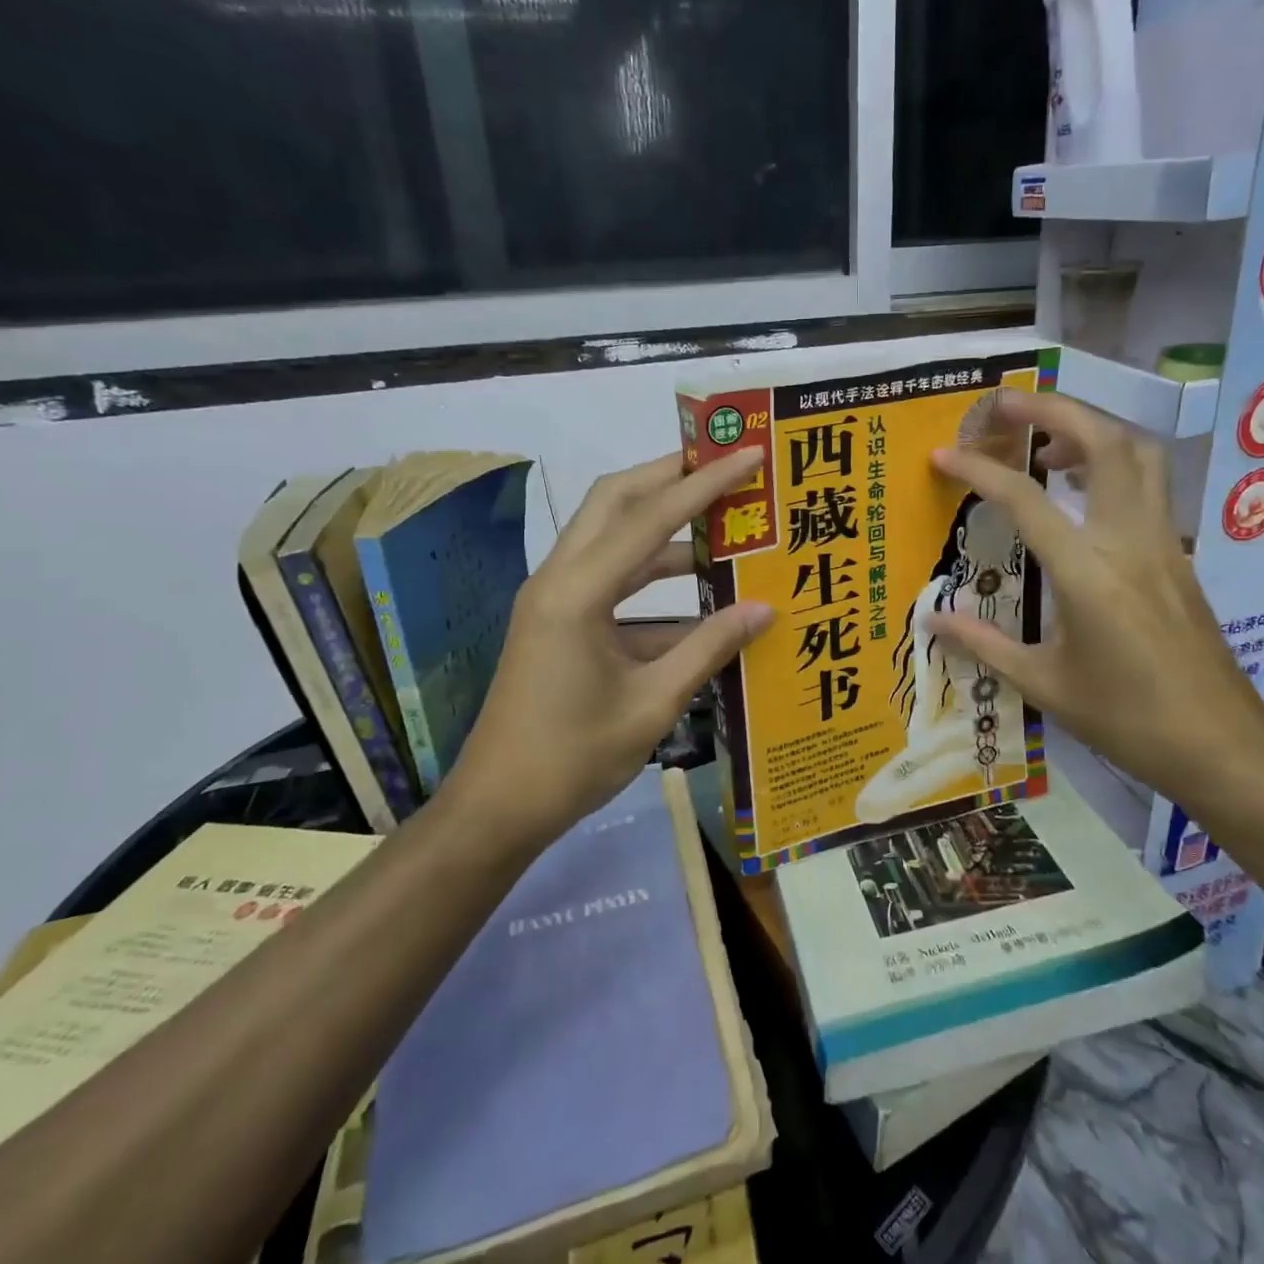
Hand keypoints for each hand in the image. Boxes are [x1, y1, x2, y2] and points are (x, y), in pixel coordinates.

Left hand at [448, 449, 773, 839]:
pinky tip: (700, 595)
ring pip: (611, 536)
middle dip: (670, 476)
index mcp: (577, 593)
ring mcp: (555, 599)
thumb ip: (710, 648)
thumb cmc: (573, 759)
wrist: (497, 808)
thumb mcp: (653, 704)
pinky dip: (653, 576)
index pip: (650, 518)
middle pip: (615, 501)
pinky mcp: (559, 621)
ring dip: (664, 525)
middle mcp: (559, 579)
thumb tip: (765, 609)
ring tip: (723, 523)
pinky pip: (611, 579)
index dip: (704, 483)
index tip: (748, 454)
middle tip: (725, 465)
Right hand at [926, 390, 1263, 801]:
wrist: (1221, 743)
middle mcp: (1130, 539)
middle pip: (1103, 441)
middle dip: (1053, 409)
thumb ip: (984, 646)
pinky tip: (1082, 491)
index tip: (943, 454)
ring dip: (1091, 428)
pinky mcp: (1179, 553)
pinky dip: (1113, 462)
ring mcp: (1163, 541)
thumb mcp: (1045, 685)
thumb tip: (931, 621)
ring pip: (1138, 453)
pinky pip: (1149, 483)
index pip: (1026, 499)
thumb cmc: (1128, 719)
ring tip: (1046, 443)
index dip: (979, 470)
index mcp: (1088, 572)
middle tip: (1005, 405)